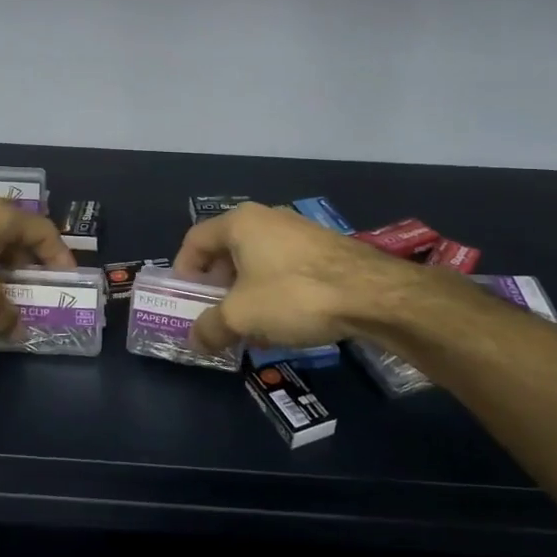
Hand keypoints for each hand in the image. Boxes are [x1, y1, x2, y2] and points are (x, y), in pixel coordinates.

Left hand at [0, 199, 76, 337]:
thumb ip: (4, 314)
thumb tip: (16, 330)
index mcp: (1, 217)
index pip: (43, 231)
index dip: (59, 255)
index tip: (66, 280)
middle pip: (16, 236)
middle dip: (29, 265)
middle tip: (37, 291)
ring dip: (2, 271)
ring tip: (6, 299)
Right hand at [171, 202, 420, 354]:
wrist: (372, 294)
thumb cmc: (294, 295)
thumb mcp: (241, 317)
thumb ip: (210, 327)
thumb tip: (194, 339)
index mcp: (240, 222)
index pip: (195, 240)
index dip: (183, 271)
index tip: (186, 301)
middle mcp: (267, 217)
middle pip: (227, 250)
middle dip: (217, 286)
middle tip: (216, 315)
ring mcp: (299, 231)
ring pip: (258, 260)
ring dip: (246, 292)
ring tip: (250, 325)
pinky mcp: (324, 248)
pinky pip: (285, 267)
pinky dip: (275, 291)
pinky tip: (285, 321)